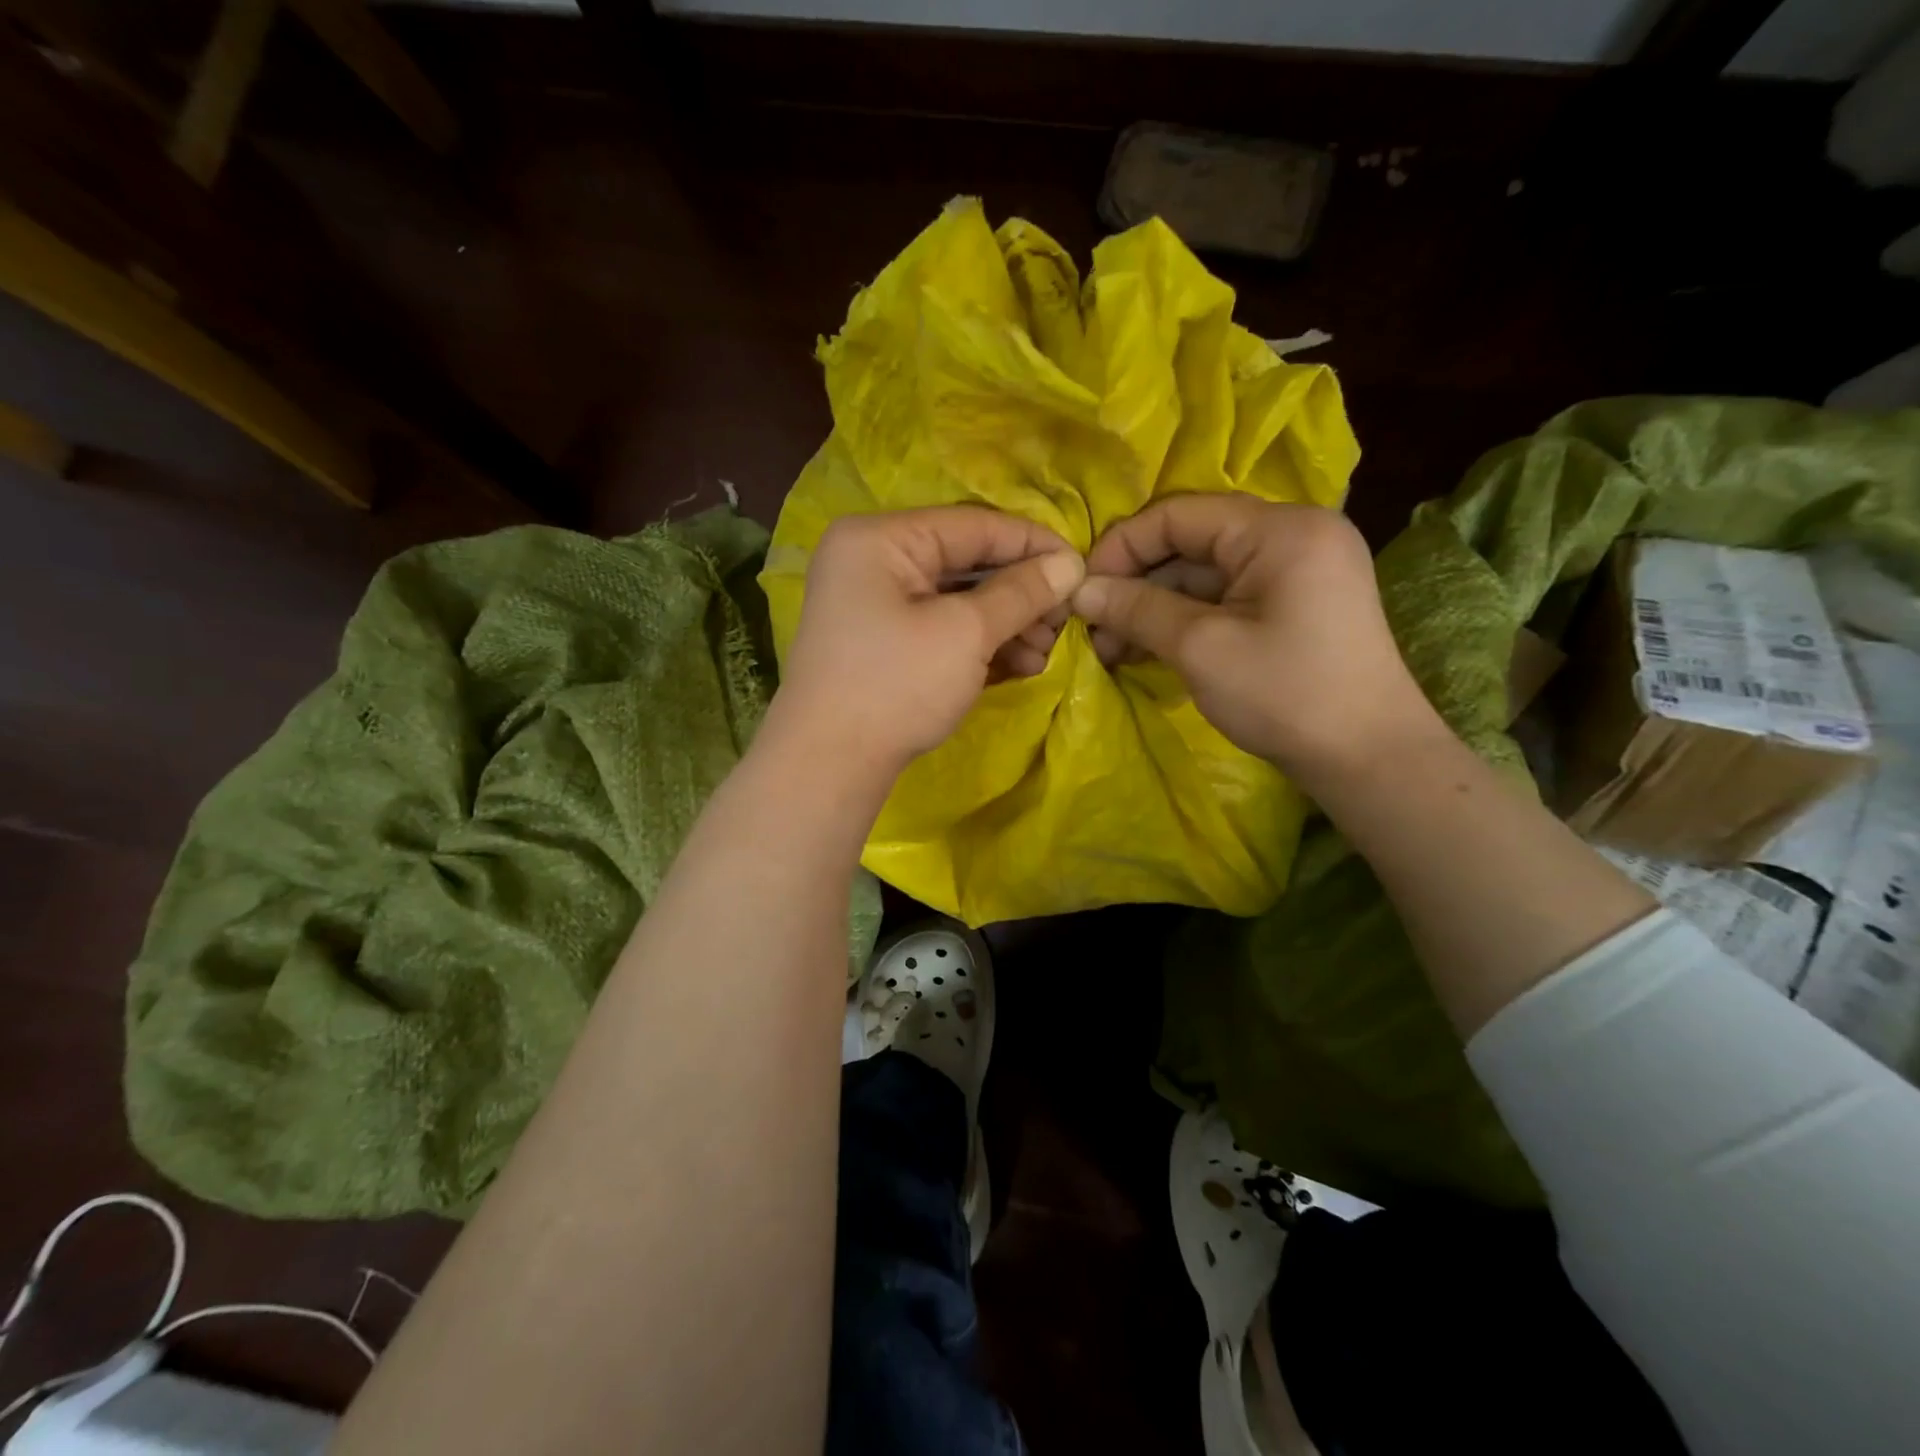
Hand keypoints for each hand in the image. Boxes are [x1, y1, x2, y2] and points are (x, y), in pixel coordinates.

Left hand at [766, 506, 1084, 778]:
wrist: (828, 764)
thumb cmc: (896, 685)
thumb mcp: (965, 633)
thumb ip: (1021, 592)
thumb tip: (1070, 564)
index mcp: (880, 538)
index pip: (973, 526)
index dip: (1033, 544)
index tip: (1081, 567)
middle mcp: (872, 560)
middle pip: (965, 563)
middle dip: (1021, 594)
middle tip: (1064, 621)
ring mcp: (873, 603)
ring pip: (955, 599)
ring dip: (1006, 624)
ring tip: (1045, 652)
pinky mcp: (882, 642)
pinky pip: (939, 626)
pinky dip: (978, 643)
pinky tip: (1019, 665)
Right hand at [1072, 495, 1441, 778]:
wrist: (1368, 758)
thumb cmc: (1285, 693)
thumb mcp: (1200, 648)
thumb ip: (1136, 609)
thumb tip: (1079, 591)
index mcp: (1279, 528)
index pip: (1179, 514)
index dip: (1122, 547)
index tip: (1080, 589)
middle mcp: (1291, 535)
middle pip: (1190, 543)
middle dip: (1135, 584)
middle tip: (1091, 627)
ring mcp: (1296, 571)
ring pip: (1203, 575)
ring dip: (1153, 608)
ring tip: (1109, 649)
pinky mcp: (1292, 605)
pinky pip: (1224, 599)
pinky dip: (1183, 621)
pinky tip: (1144, 649)